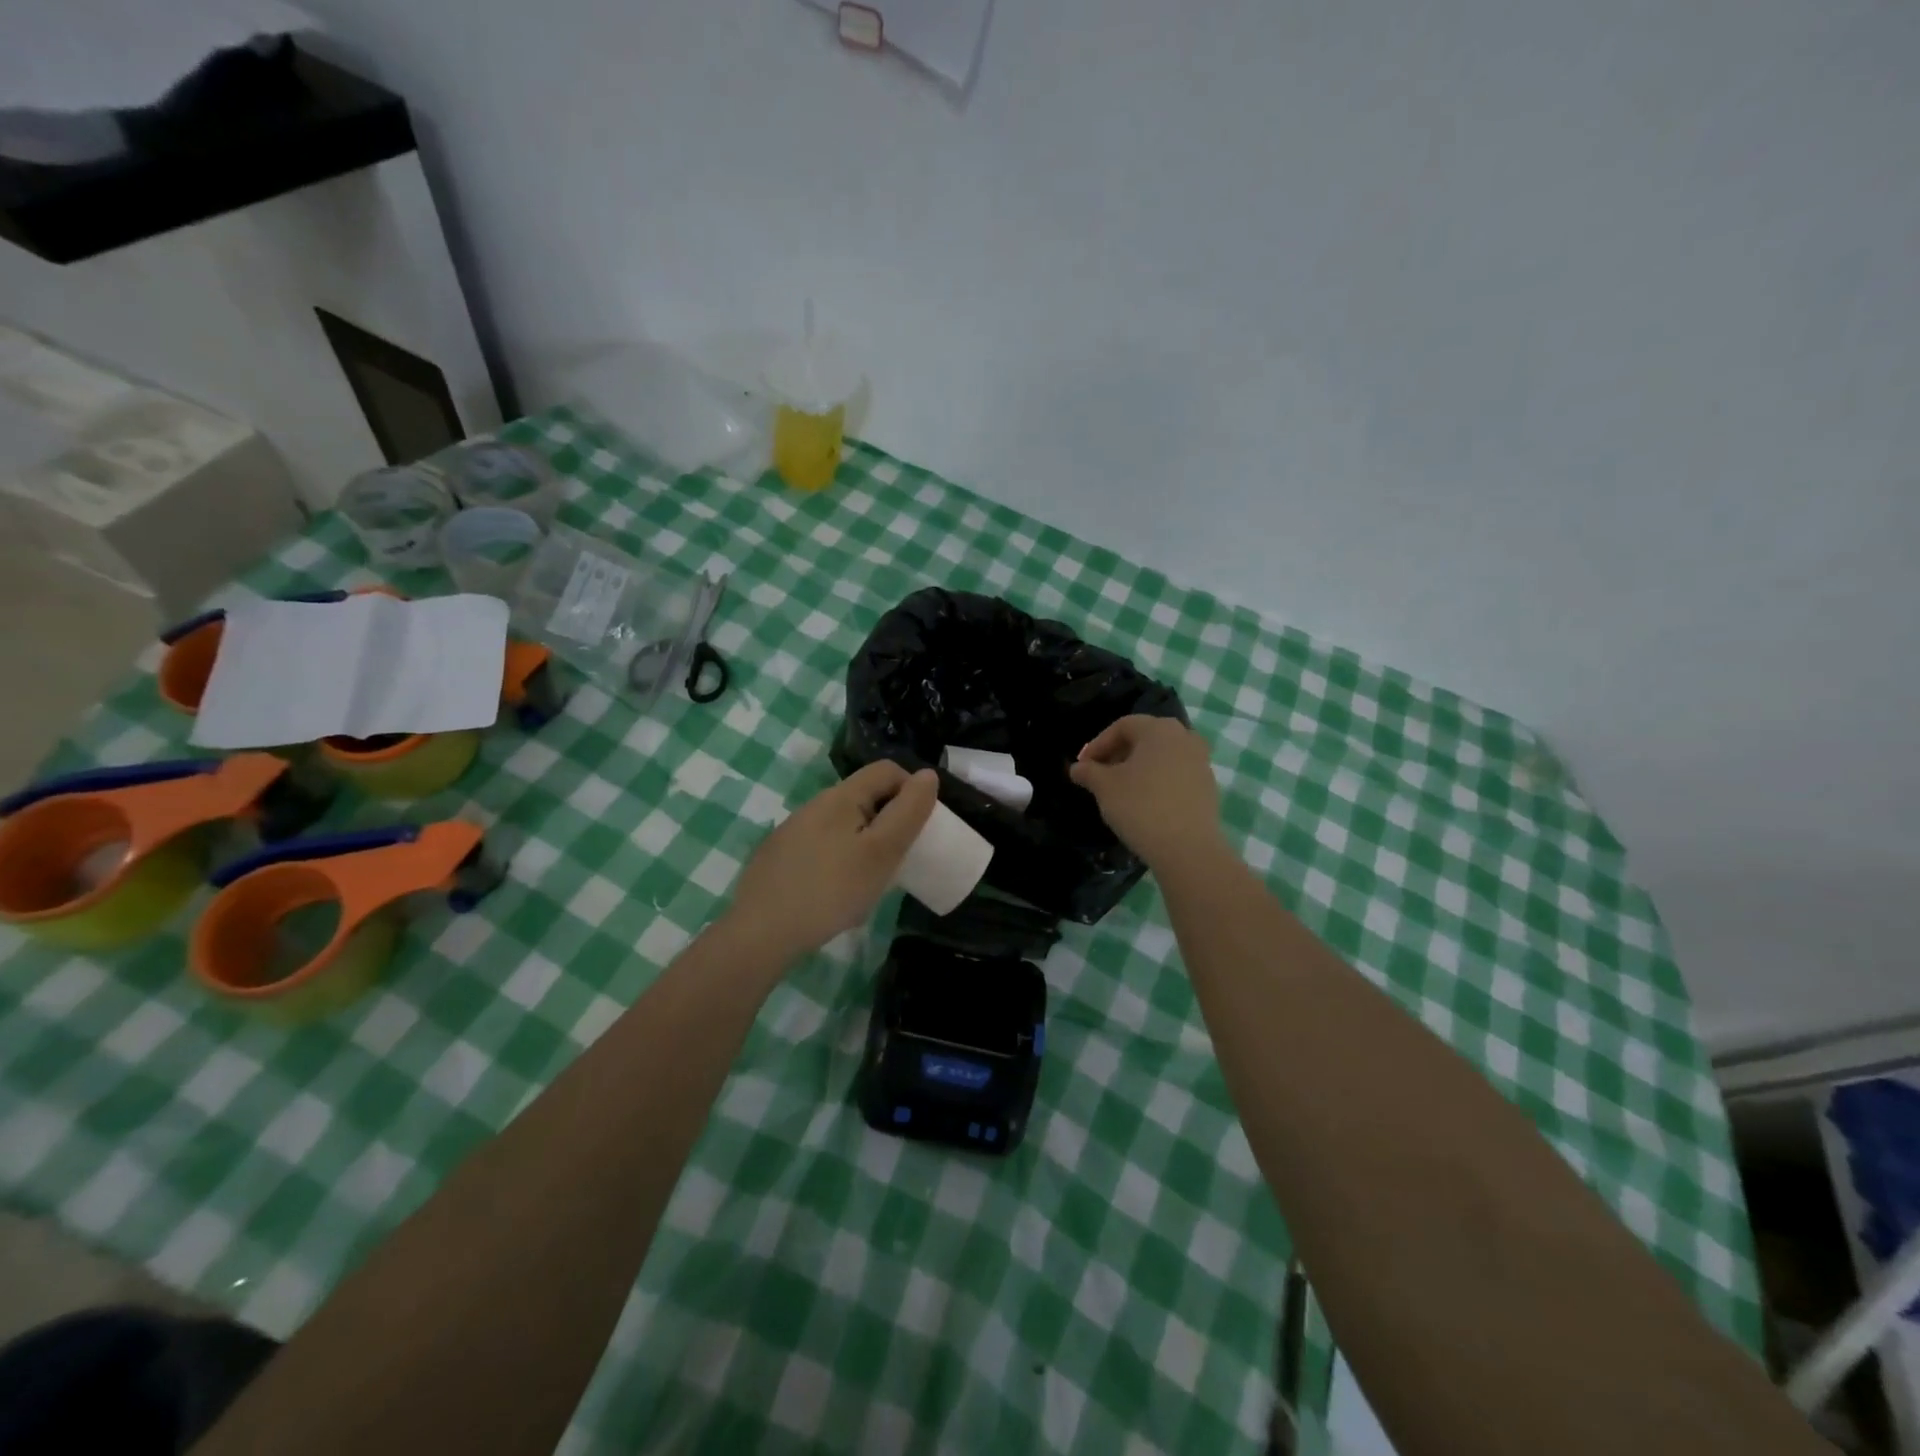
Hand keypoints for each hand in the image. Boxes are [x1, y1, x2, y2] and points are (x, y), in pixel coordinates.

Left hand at [723, 761, 938, 961]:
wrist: (761, 933)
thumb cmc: (831, 890)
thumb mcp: (882, 852)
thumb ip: (908, 812)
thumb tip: (926, 775)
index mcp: (840, 796)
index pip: (887, 770)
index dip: (912, 791)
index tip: (919, 829)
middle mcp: (814, 804)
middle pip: (865, 796)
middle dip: (889, 821)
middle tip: (898, 859)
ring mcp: (792, 830)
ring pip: (843, 824)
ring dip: (865, 843)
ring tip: (869, 881)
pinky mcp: (779, 856)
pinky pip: (822, 845)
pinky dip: (840, 859)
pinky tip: (836, 893)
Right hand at [1069, 715, 1224, 869]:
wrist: (1188, 848)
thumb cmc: (1140, 806)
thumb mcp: (1104, 787)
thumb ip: (1088, 772)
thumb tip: (1077, 768)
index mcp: (1159, 729)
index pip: (1122, 726)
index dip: (1097, 744)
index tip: (1083, 767)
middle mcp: (1185, 737)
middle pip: (1144, 739)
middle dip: (1118, 754)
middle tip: (1099, 776)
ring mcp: (1201, 762)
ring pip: (1161, 757)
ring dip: (1138, 768)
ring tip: (1120, 790)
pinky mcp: (1208, 786)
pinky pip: (1176, 775)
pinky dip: (1157, 782)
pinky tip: (1145, 803)